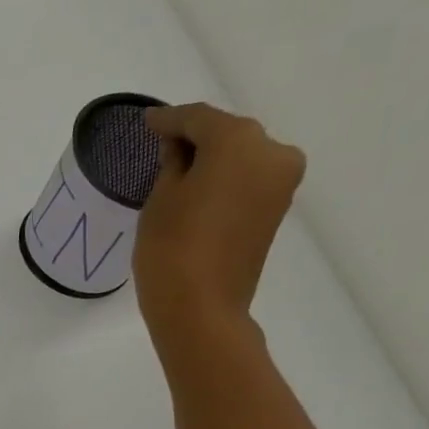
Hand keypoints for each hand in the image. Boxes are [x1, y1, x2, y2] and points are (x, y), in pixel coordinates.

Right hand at [133, 103, 306, 364]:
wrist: (201, 309)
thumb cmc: (171, 250)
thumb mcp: (161, 198)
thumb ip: (173, 162)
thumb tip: (181, 148)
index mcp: (239, 140)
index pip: (198, 119)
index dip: (169, 120)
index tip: (147, 122)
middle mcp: (271, 151)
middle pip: (228, 134)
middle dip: (196, 138)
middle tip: (163, 145)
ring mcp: (281, 182)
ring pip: (241, 157)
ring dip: (213, 159)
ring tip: (180, 170)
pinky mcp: (277, 209)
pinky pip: (248, 180)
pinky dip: (226, 179)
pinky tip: (201, 188)